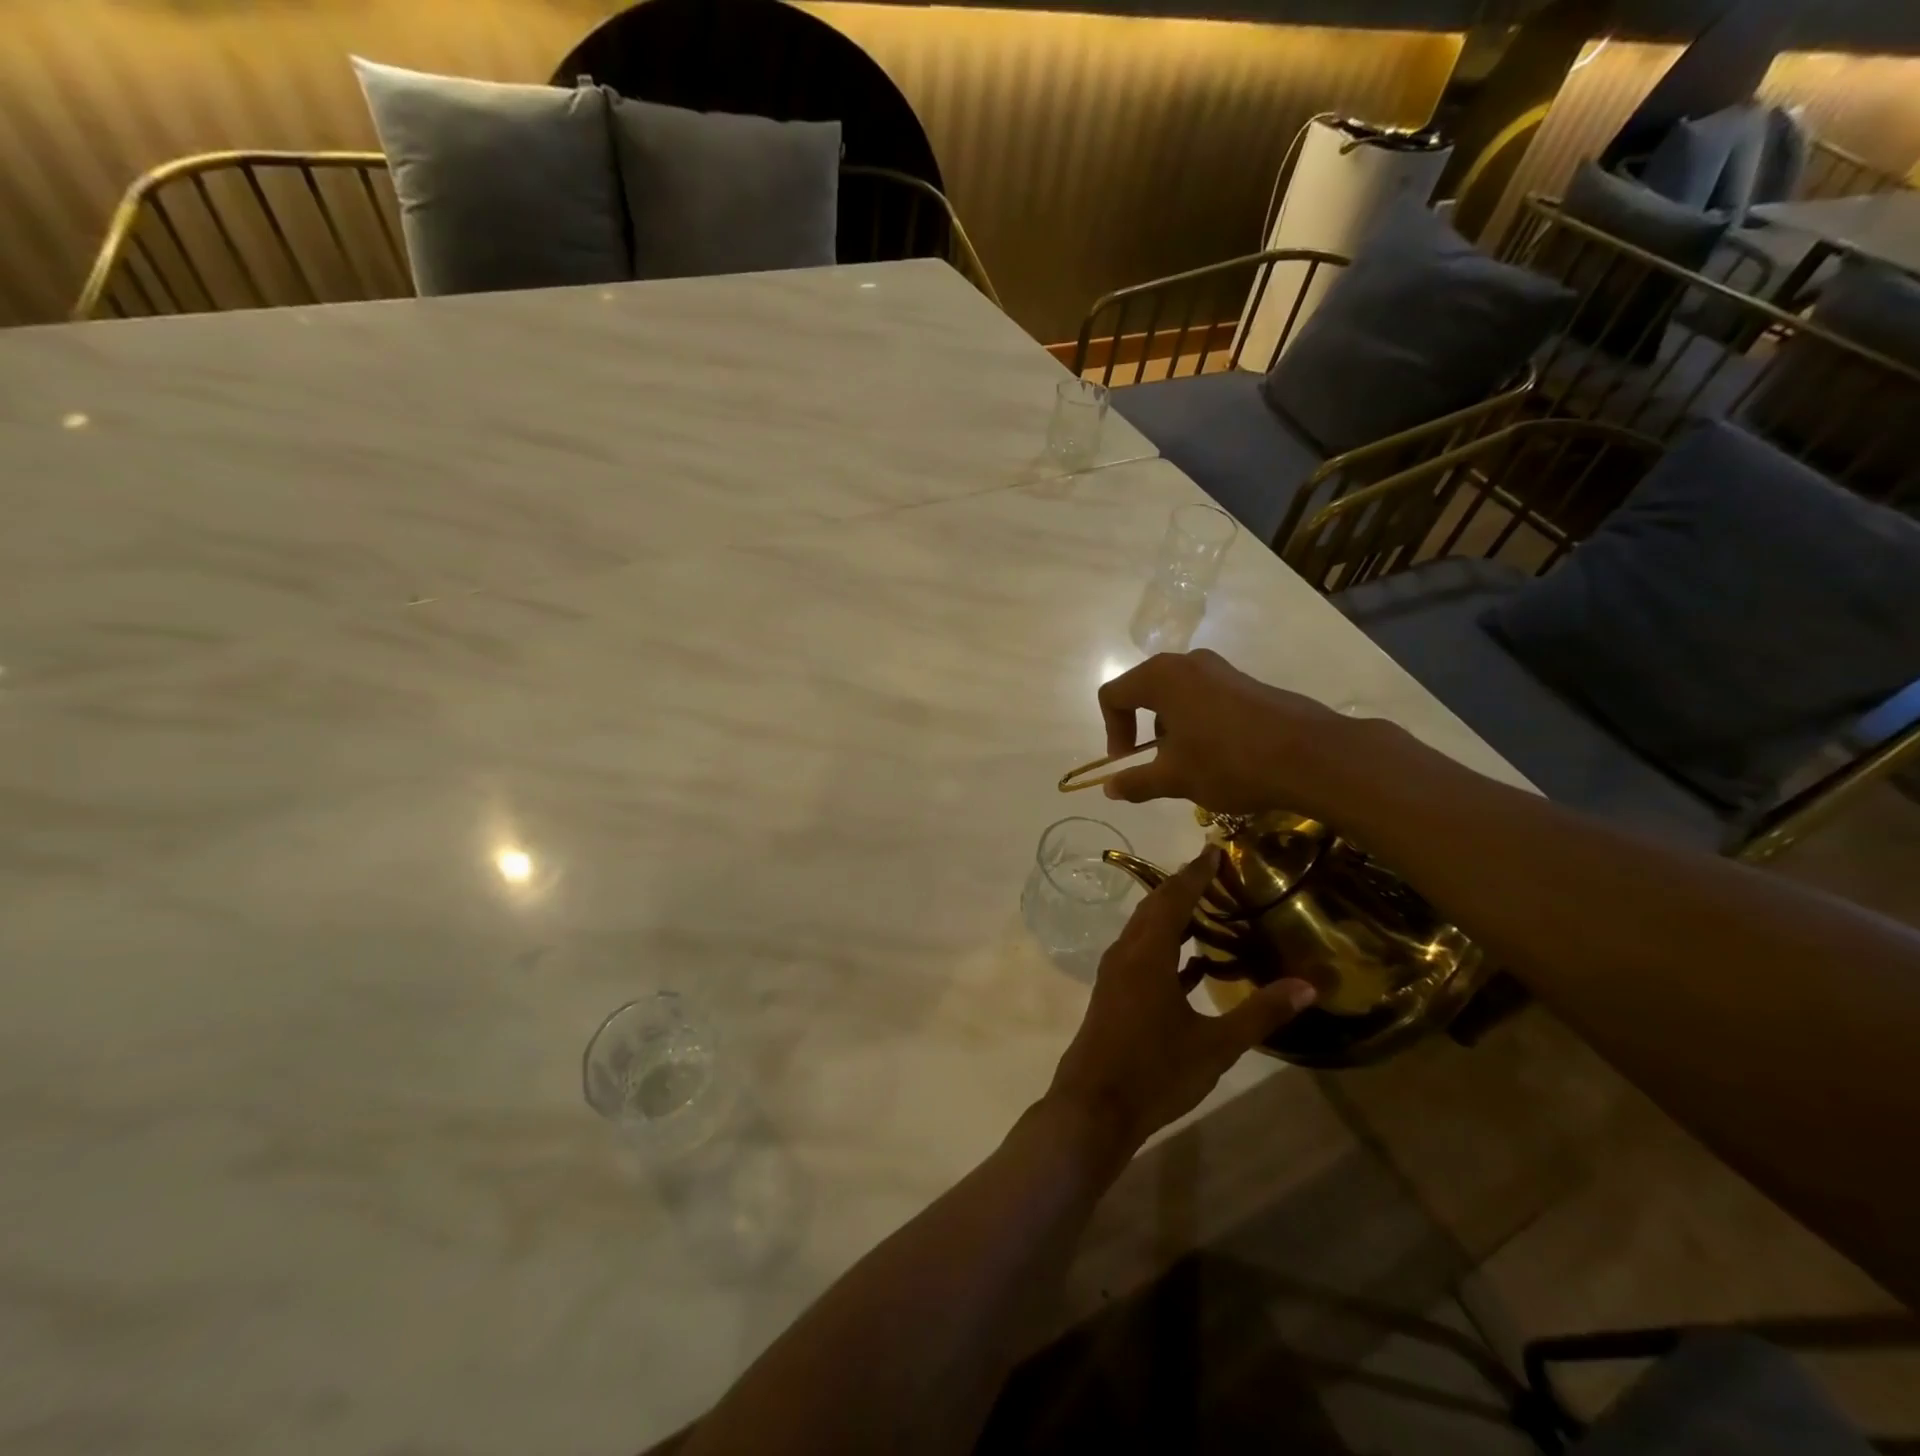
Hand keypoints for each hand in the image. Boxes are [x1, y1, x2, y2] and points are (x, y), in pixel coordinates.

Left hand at [1044, 848, 1316, 1161]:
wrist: (1094, 1107)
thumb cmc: (1155, 1072)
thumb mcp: (1216, 1046)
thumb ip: (1260, 1013)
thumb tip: (1308, 986)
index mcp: (1147, 953)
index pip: (1174, 898)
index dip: (1195, 873)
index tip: (1214, 851)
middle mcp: (1127, 953)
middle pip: (1155, 907)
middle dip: (1184, 887)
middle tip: (1218, 874)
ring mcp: (1116, 973)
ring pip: (1146, 930)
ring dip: (1174, 916)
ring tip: (1212, 910)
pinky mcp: (1114, 993)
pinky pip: (1143, 954)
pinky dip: (1167, 947)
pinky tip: (1195, 963)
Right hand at [1097, 649, 1356, 817]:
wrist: (1311, 756)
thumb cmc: (1229, 762)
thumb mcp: (1174, 779)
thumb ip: (1135, 781)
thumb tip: (1109, 788)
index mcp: (1161, 677)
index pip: (1113, 695)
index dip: (1112, 731)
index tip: (1127, 762)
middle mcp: (1188, 663)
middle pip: (1144, 691)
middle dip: (1142, 730)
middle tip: (1155, 763)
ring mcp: (1221, 669)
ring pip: (1177, 696)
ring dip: (1171, 728)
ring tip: (1190, 764)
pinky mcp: (1247, 682)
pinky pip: (1206, 698)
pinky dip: (1198, 724)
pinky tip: (1220, 756)